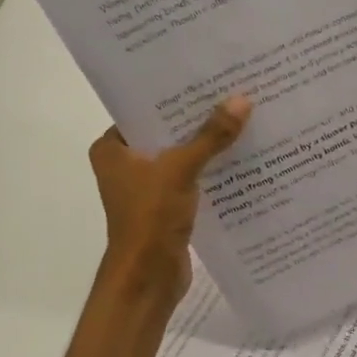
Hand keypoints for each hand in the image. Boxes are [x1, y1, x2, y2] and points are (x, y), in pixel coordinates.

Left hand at [90, 96, 250, 308]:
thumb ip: (211, 136)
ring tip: (245, 121)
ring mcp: (147, 188)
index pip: (144, 110)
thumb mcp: (180, 169)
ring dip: (209, 146)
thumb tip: (242, 100)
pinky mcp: (168, 207)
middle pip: (167, 132)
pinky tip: (242, 159)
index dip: (175, 95)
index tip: (208, 78)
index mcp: (112, 148)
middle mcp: (126, 164)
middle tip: (234, 94)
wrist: (148, 278)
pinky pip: (193, 180)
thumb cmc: (150, 218)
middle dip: (199, 119)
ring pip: (182, 157)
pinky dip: (212, 172)